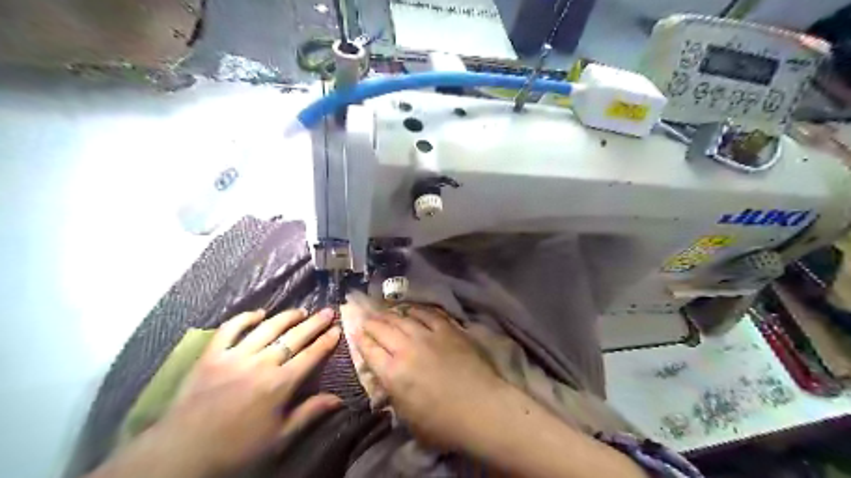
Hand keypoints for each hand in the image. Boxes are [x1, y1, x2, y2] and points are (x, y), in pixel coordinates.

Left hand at [149, 308, 340, 475]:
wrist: (180, 455)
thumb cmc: (235, 449)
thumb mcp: (278, 439)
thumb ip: (309, 413)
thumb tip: (339, 398)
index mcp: (280, 384)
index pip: (311, 355)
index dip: (326, 341)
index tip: (337, 329)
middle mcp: (261, 363)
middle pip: (294, 337)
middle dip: (314, 323)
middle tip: (327, 311)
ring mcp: (235, 356)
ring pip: (267, 328)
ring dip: (286, 317)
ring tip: (301, 310)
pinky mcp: (211, 355)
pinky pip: (230, 329)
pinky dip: (245, 318)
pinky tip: (259, 313)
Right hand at [349, 304, 506, 449]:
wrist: (481, 408)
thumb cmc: (443, 423)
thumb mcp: (407, 417)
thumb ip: (392, 394)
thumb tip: (384, 378)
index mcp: (393, 374)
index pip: (370, 350)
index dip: (361, 340)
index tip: (356, 332)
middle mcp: (405, 349)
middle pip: (382, 329)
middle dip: (371, 323)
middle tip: (366, 318)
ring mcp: (427, 336)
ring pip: (402, 318)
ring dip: (389, 314)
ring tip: (383, 311)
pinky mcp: (447, 329)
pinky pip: (427, 314)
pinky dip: (415, 310)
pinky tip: (410, 309)